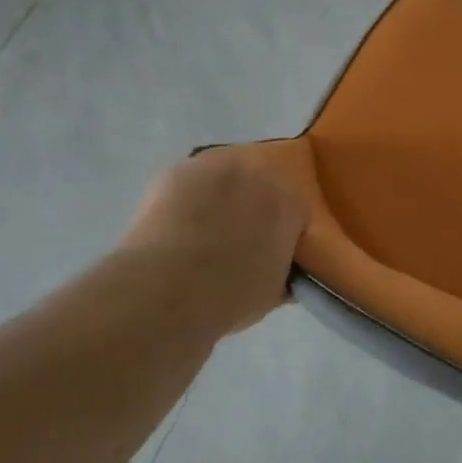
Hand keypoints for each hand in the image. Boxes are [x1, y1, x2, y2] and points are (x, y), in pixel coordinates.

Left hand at [119, 149, 306, 333]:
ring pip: (224, 178)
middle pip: (261, 186)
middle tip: (236, 239)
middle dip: (253, 207)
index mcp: (288, 204)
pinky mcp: (179, 169)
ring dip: (219, 196)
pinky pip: (190, 181)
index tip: (269, 253)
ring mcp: (217, 166)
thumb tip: (280, 267)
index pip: (295, 211)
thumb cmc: (227, 297)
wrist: (166, 287)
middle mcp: (258, 174)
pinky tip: (174, 224)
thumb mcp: (270, 293)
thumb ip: (282, 269)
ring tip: (200, 231)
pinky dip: (186, 197)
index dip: (283, 233)